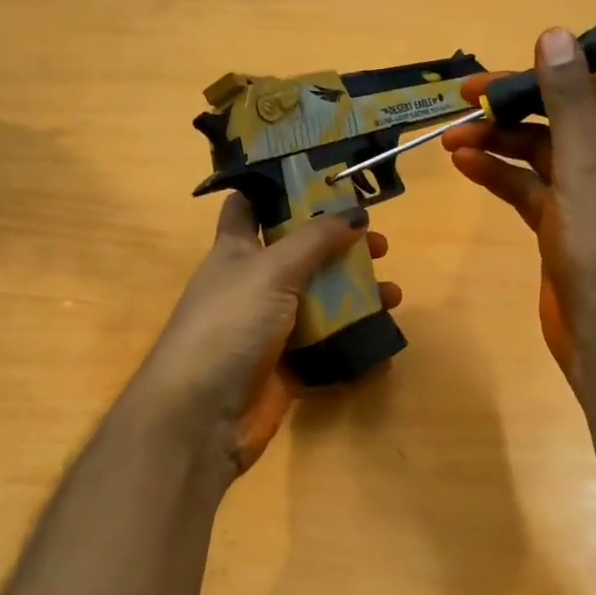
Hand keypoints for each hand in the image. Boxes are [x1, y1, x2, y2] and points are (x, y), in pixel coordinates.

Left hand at [135, 198, 399, 474]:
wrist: (202, 415)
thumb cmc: (229, 325)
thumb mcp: (271, 270)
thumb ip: (314, 240)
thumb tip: (356, 213)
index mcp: (235, 251)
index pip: (248, 207)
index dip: (278, 190)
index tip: (320, 179)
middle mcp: (251, 286)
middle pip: (300, 257)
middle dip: (339, 248)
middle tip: (379, 245)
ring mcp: (268, 330)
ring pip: (319, 304)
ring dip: (356, 297)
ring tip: (394, 295)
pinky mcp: (284, 369)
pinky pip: (326, 350)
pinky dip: (353, 345)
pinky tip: (384, 340)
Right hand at [442, 27, 595, 391]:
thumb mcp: (587, 165)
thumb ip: (568, 100)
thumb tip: (555, 34)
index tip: (551, 44)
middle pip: (574, 109)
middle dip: (525, 98)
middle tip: (472, 91)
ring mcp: (590, 193)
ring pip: (544, 149)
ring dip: (501, 138)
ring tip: (453, 133)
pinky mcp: (562, 223)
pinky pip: (528, 185)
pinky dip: (499, 173)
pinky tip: (463, 163)